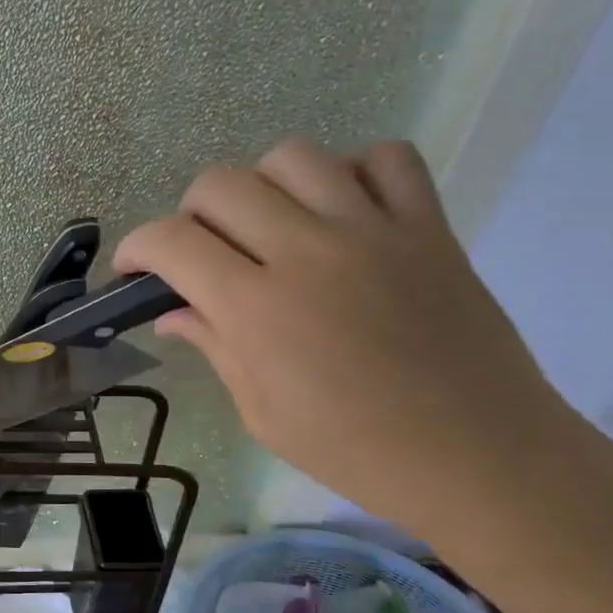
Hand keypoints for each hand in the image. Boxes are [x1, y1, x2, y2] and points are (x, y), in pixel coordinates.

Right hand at [115, 137, 588, 537]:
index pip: (171, 241)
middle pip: (220, 184)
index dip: (136, 248)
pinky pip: (387, 157)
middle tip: (203, 254)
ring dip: (263, 185)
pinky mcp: (429, 226)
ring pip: (294, 156)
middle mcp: (307, 251)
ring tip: (272, 226)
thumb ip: (214, 346)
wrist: (478, 456)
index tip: (133, 269)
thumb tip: (172, 312)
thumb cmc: (355, 450)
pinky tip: (343, 210)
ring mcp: (373, 230)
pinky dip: (353, 170)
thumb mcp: (262, 413)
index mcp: (257, 308)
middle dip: (190, 214)